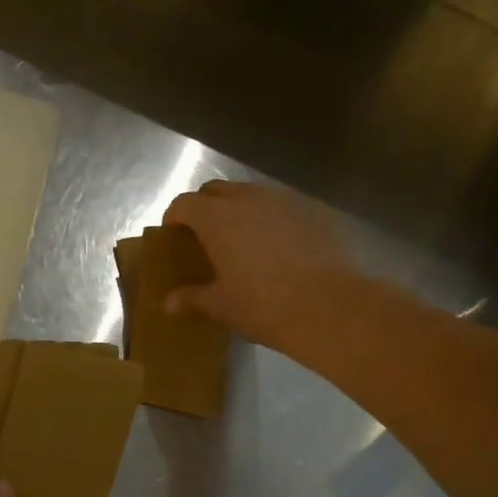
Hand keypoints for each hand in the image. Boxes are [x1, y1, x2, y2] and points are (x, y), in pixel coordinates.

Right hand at [162, 181, 358, 355]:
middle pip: (216, 190)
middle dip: (204, 206)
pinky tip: (275, 245)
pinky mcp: (313, 211)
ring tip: (240, 238)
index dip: (174, 216)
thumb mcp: (221, 306)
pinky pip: (281, 206)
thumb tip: (169, 303)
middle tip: (202, 233)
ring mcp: (284, 201)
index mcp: (217, 218)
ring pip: (251, 194)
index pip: (185, 204)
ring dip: (239, 208)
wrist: (328, 306)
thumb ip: (193, 298)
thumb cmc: (263, 306)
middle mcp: (248, 199)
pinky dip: (270, 218)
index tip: (172, 232)